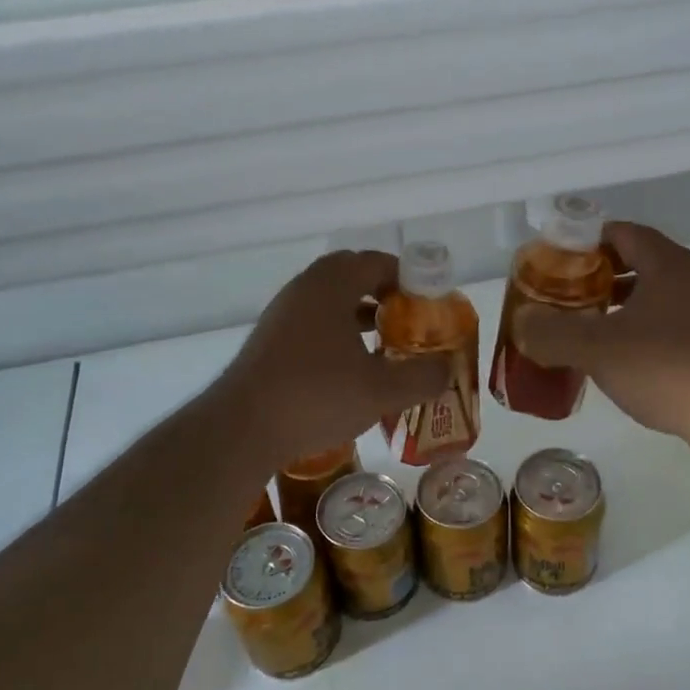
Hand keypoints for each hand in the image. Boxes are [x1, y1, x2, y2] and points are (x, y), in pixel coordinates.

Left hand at [218, 251, 450, 467]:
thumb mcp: (382, 391)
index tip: (430, 303)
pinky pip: (313, 320)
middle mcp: (305, 288)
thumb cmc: (316, 396)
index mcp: (332, 285)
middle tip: (410, 320)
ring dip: (360, 314)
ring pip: (331, 299)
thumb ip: (422, 377)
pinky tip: (351, 365)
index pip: (378, 262)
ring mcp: (283, 313)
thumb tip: (447, 370)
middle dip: (385, 293)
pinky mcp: (270, 339)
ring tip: (386, 343)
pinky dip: (338, 331)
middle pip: (352, 275)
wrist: (242, 428)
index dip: (409, 278)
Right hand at [514, 223, 689, 441]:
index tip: (558, 261)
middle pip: (638, 260)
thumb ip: (552, 332)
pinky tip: (622, 354)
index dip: (587, 241)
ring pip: (654, 293)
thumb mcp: (596, 348)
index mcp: (665, 263)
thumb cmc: (664, 366)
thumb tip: (522, 323)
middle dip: (600, 274)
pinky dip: (641, 326)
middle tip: (568, 292)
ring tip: (588, 322)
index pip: (622, 233)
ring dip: (621, 303)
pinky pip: (668, 320)